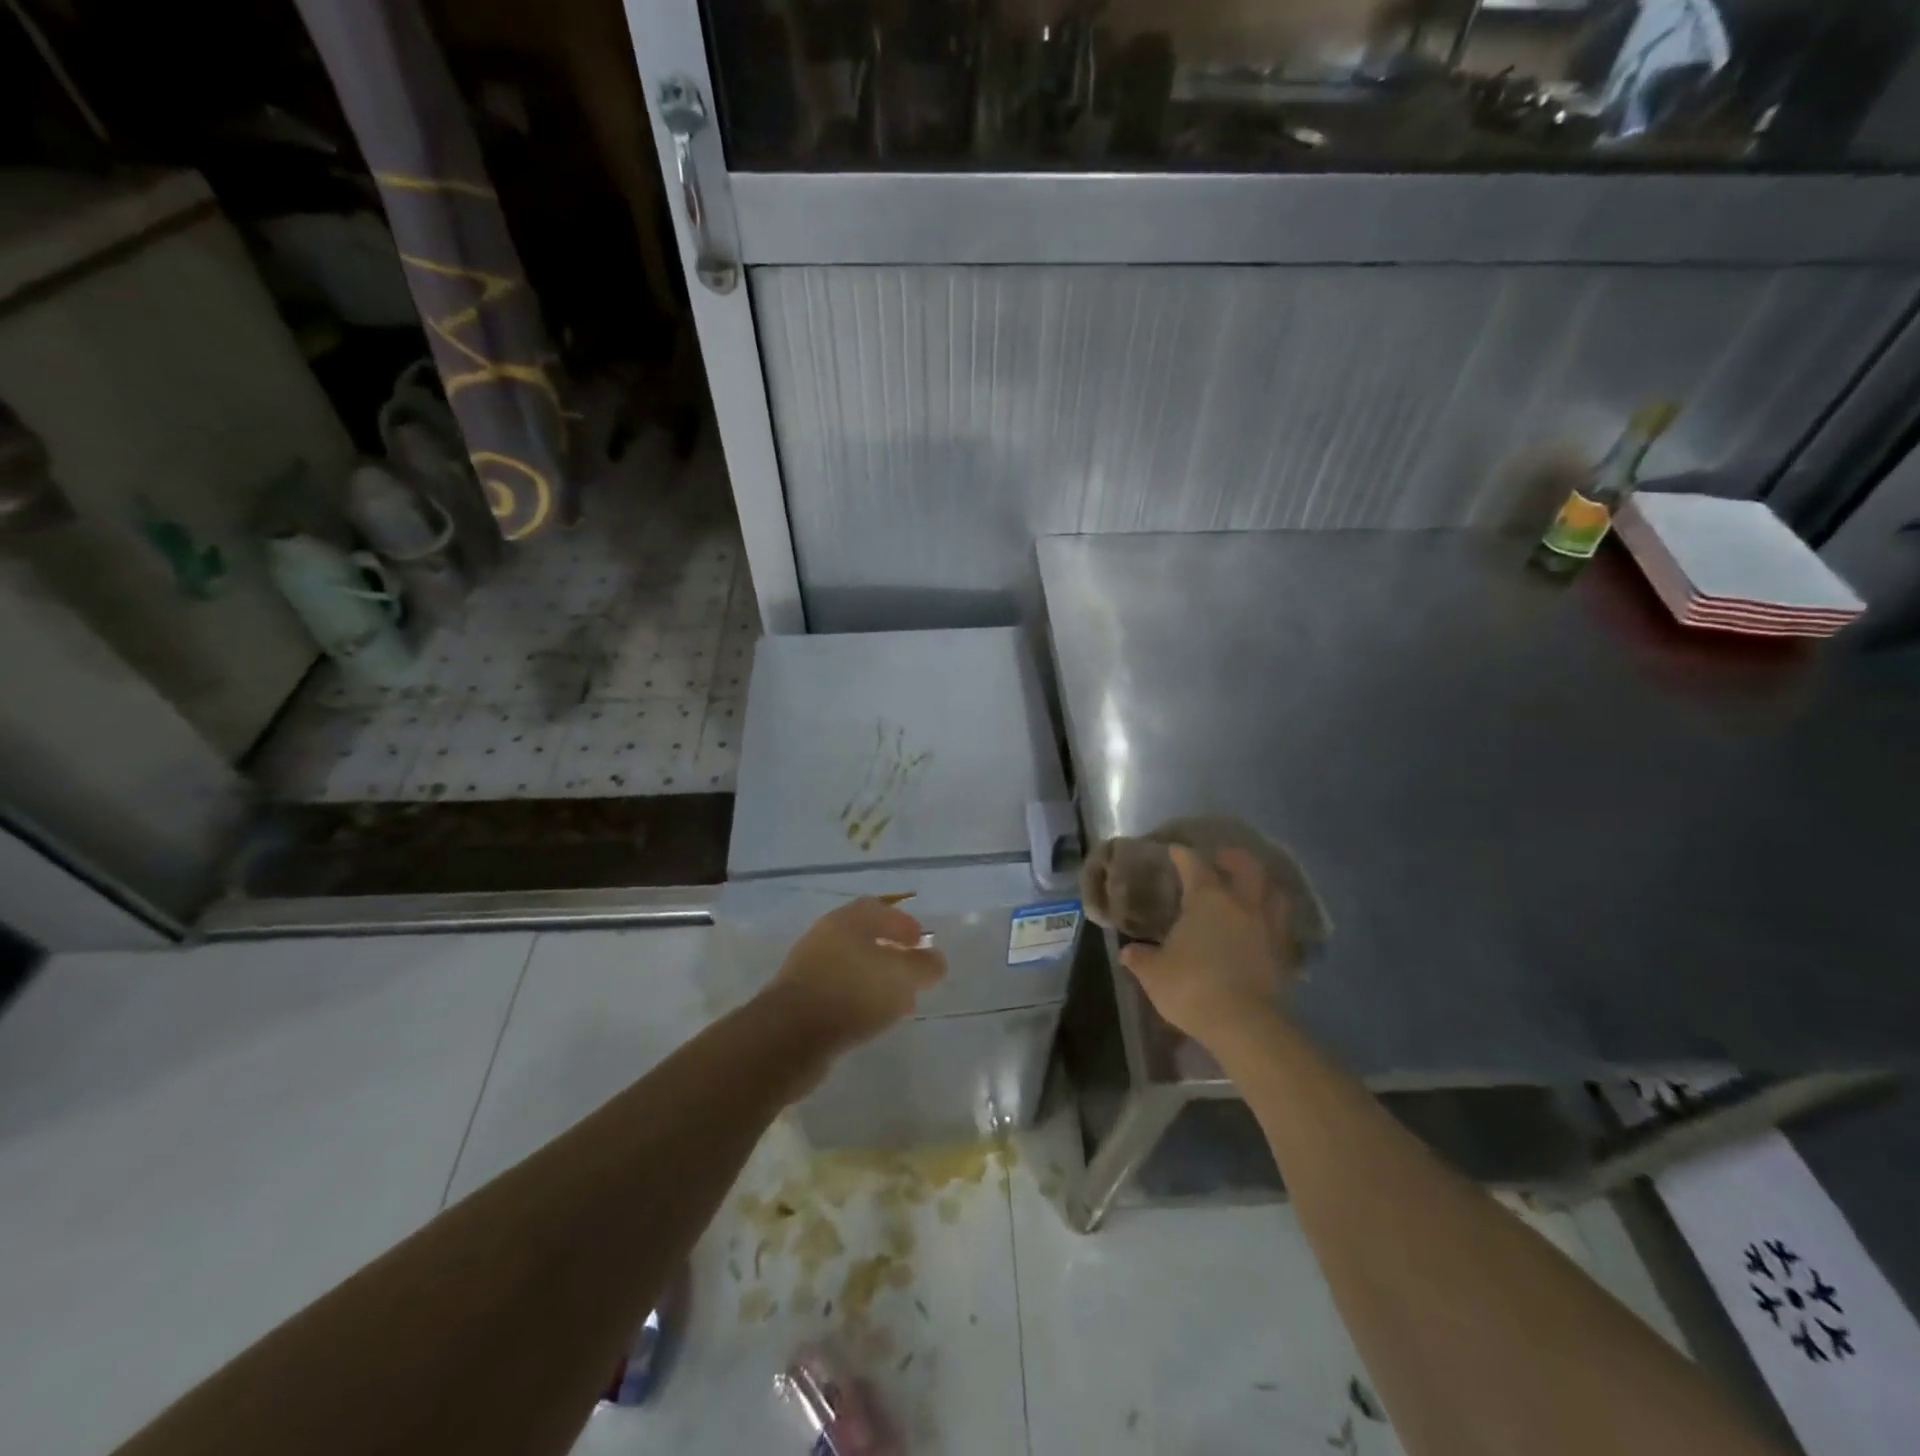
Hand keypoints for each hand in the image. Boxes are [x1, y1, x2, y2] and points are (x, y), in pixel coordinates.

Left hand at [767, 897, 946, 1055]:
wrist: (788, 1037)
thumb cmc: (851, 993)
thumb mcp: (901, 976)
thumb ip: (923, 965)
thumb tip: (935, 960)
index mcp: (847, 920)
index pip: (879, 909)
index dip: (904, 923)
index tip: (922, 944)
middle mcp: (825, 936)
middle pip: (865, 937)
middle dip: (892, 954)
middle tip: (913, 975)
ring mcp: (809, 968)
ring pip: (852, 966)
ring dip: (877, 980)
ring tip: (899, 1005)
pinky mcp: (800, 999)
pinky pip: (839, 991)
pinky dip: (859, 1000)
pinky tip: (872, 1020)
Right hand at [1120, 845, 1294, 1050]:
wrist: (1243, 1024)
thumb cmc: (1192, 987)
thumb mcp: (1153, 973)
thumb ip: (1141, 957)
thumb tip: (1129, 951)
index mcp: (1207, 898)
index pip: (1194, 864)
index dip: (1182, 855)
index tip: (1174, 851)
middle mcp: (1242, 903)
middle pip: (1246, 867)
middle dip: (1233, 858)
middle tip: (1220, 860)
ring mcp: (1268, 927)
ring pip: (1274, 893)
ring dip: (1262, 886)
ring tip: (1249, 890)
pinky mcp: (1284, 953)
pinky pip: (1281, 925)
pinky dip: (1271, 919)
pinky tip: (1260, 927)